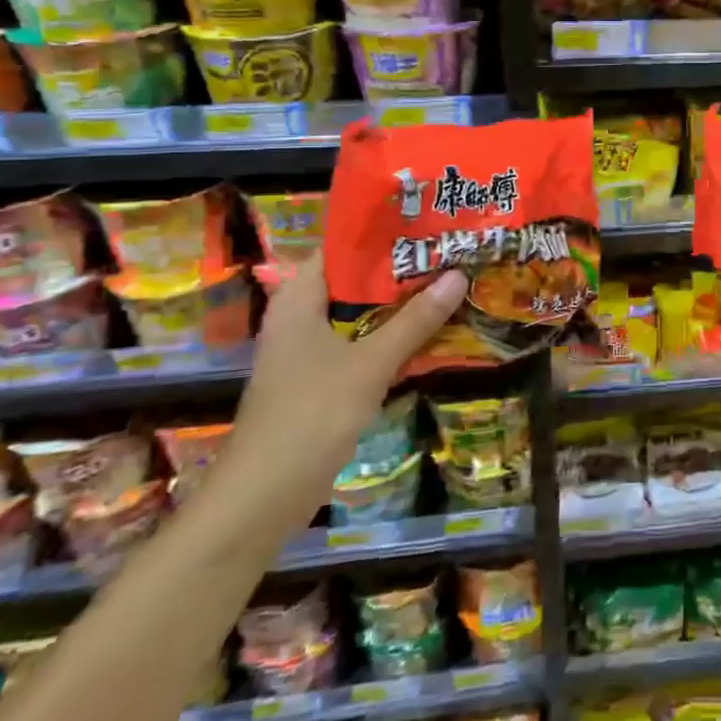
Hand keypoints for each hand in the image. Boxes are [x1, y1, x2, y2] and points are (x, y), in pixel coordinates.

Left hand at [204, 254, 466, 543]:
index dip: (385, 233)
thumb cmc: (310, 416)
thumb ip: (415, 320)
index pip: (343, 247)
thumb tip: (458, 275)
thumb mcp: (370, 363)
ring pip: (362, 314)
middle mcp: (301, 316)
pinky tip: (430, 333)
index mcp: (300, 299)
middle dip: (403, 270)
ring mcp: (309, 350)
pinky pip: (361, 343)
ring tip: (451, 283)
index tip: (430, 222)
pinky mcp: (320, 379)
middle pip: (357, 281)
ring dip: (401, 305)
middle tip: (452, 251)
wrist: (262, 498)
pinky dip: (391, 336)